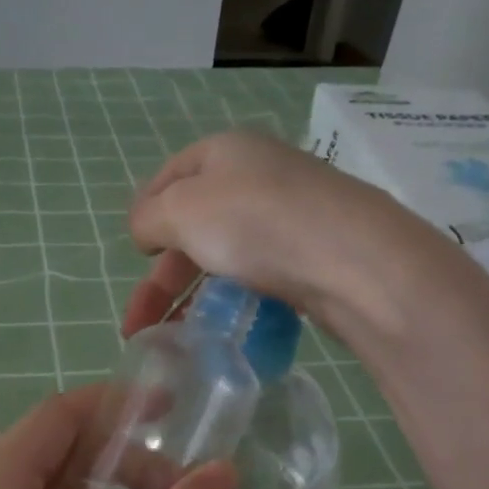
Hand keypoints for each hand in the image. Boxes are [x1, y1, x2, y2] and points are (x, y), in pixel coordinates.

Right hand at [122, 129, 416, 336]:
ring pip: (225, 254)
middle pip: (193, 224)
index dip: (145, 214)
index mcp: (224, 151)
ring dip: (192, 295)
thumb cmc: (256, 222)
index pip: (169, 176)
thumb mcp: (182, 210)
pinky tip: (222, 327)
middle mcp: (257, 175)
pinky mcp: (311, 254)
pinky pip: (258, 274)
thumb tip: (145, 229)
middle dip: (161, 276)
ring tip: (174, 338)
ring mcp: (288, 215)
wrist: (353, 260)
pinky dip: (232, 299)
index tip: (135, 255)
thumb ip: (149, 217)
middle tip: (140, 324)